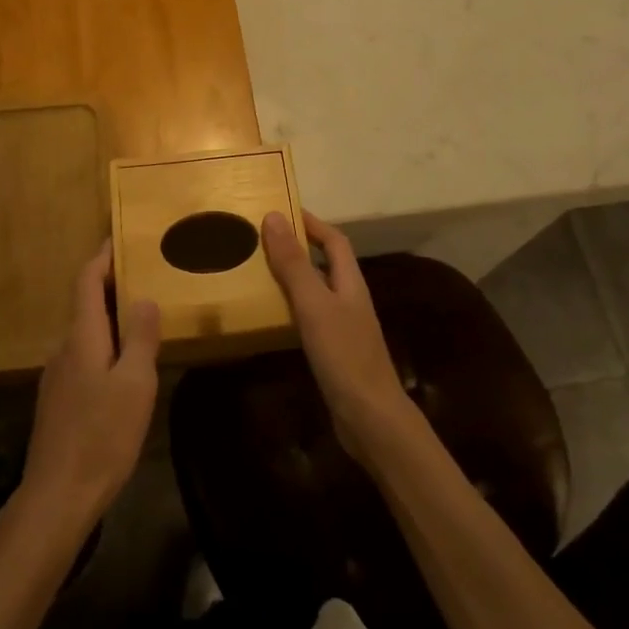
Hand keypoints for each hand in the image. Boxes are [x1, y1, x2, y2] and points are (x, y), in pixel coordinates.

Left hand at [18, 241, 160, 530]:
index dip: (102, 256)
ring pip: (87, 334)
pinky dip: (105, 346)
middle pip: (86, 304)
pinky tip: (125, 368)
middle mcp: (64, 349)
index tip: (120, 238)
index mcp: (82, 337)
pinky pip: (85, 357)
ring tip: (144, 319)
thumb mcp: (134, 384)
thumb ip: (139, 337)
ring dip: (111, 319)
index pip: (86, 281)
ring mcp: (58, 377)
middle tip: (148, 277)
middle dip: (113, 286)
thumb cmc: (101, 436)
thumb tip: (144, 297)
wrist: (57, 497)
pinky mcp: (59, 401)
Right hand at [262, 212, 417, 461]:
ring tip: (259, 271)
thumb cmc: (344, 354)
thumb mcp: (314, 304)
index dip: (312, 223)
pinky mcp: (335, 351)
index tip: (283, 210)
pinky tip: (273, 316)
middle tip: (262, 240)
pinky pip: (311, 317)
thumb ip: (294, 263)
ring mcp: (344, 327)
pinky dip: (292, 307)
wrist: (369, 417)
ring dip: (293, 277)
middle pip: (326, 263)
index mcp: (350, 282)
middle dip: (299, 247)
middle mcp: (350, 299)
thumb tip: (274, 216)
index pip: (334, 240)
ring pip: (317, 290)